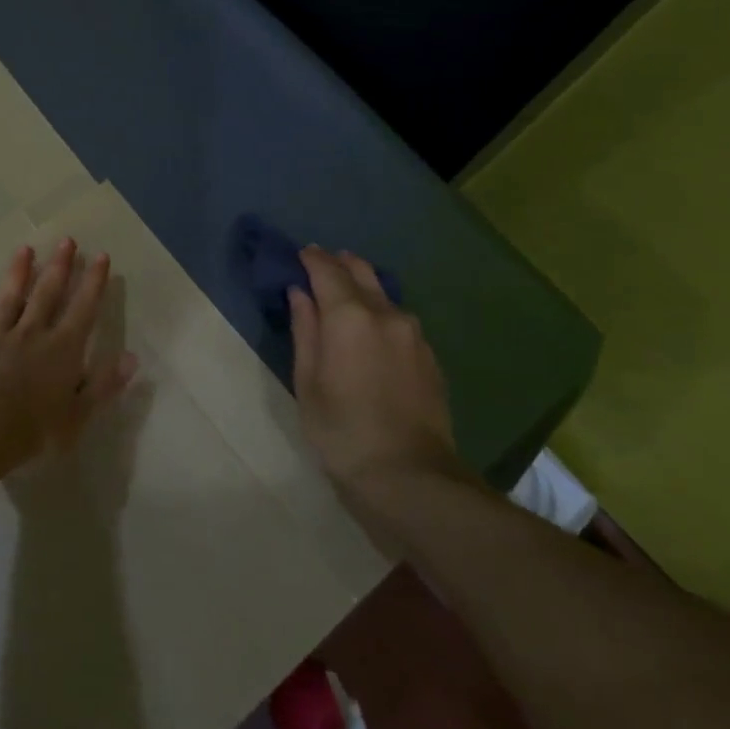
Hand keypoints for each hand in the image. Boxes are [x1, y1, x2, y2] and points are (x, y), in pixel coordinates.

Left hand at [0, 239, 138, 474]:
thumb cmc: (32, 430)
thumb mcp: (78, 416)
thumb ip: (103, 385)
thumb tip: (132, 358)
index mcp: (62, 350)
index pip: (83, 309)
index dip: (94, 282)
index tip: (101, 256)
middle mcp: (31, 335)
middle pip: (47, 294)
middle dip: (59, 266)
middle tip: (66, 240)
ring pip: (9, 299)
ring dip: (18, 273)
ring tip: (25, 249)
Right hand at [288, 247, 458, 493]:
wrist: (409, 475)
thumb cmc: (341, 430)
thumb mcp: (308, 381)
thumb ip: (305, 330)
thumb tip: (300, 294)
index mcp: (349, 317)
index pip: (327, 270)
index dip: (312, 258)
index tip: (300, 253)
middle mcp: (386, 314)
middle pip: (361, 272)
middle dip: (339, 263)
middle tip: (320, 263)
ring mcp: (413, 334)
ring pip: (384, 294)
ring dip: (362, 286)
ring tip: (344, 293)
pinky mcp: (429, 356)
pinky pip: (399, 319)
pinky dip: (380, 311)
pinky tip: (371, 328)